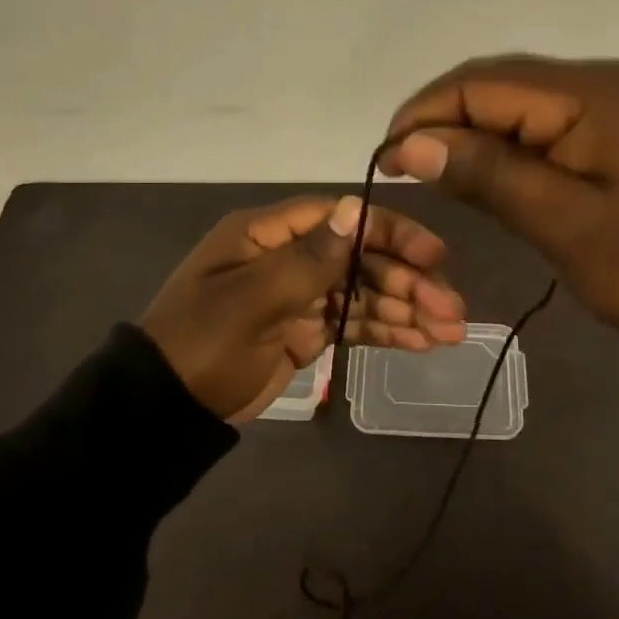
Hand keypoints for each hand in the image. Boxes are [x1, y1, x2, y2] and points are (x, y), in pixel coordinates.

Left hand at [139, 196, 466, 420]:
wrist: (165, 409)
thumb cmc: (203, 344)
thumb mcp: (251, 300)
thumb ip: (308, 259)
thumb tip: (355, 208)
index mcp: (269, 234)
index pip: (341, 219)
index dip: (391, 233)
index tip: (434, 256)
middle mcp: (290, 256)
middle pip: (361, 258)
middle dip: (408, 282)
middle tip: (452, 310)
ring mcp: (300, 294)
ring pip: (364, 292)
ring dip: (406, 308)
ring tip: (450, 331)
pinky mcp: (306, 330)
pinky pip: (353, 323)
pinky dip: (386, 330)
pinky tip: (422, 341)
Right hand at [378, 55, 618, 334]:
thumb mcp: (567, 224)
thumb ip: (488, 175)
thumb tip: (407, 144)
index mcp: (588, 94)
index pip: (479, 84)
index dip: (423, 116)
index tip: (386, 163)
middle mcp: (598, 81)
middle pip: (496, 83)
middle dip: (443, 120)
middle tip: (407, 172)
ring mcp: (614, 103)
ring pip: (519, 103)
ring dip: (473, 132)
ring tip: (439, 176)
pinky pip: (547, 122)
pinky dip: (509, 144)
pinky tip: (492, 174)